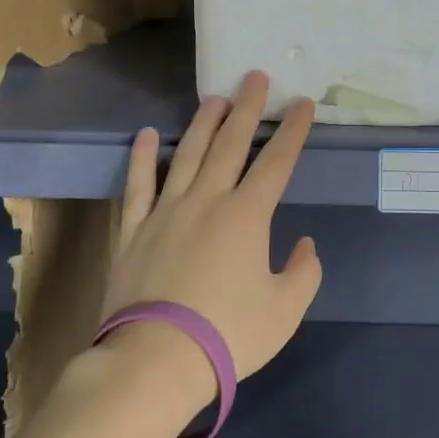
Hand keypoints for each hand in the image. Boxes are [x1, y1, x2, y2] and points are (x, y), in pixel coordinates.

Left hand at [102, 71, 322, 398]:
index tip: (301, 103)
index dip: (292, 131)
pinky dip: (142, 157)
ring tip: (214, 98)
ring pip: (187, 154)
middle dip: (247, 108)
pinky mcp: (133, 229)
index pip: (276, 162)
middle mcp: (208, 200)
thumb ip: (303, 273)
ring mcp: (166, 211)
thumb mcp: (284, 312)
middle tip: (255, 77)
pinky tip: (147, 135)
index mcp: (247, 216)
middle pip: (231, 144)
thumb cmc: (227, 336)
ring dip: (203, 123)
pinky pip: (138, 184)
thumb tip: (304, 244)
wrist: (155, 360)